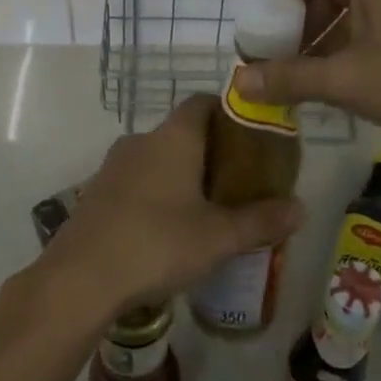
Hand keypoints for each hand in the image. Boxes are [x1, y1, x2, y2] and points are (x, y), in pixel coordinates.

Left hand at [38, 95, 302, 320]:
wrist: (79, 278)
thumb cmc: (157, 243)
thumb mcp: (218, 237)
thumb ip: (260, 220)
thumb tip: (301, 208)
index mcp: (173, 137)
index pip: (203, 102)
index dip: (229, 111)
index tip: (252, 136)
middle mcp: (141, 140)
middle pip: (182, 131)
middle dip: (211, 151)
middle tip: (239, 180)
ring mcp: (113, 166)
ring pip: (157, 158)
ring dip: (181, 174)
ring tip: (207, 207)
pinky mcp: (96, 193)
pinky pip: (136, 181)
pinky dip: (156, 193)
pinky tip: (168, 229)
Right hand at [235, 0, 380, 147]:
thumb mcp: (350, 81)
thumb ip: (291, 78)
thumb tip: (239, 83)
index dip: (277, 0)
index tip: (265, 38)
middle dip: (303, 22)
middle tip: (288, 59)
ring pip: (361, 1)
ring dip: (331, 34)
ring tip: (318, 75)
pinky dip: (361, 38)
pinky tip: (358, 76)